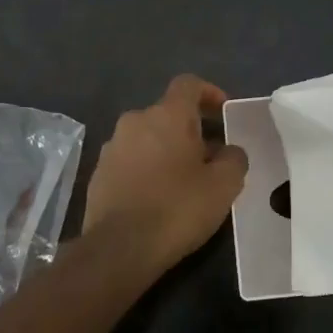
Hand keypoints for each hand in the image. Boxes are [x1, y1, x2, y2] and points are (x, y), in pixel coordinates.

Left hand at [83, 75, 249, 274]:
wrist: (119, 248)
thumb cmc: (177, 208)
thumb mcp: (224, 185)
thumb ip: (234, 158)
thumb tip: (229, 151)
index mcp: (166, 115)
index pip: (188, 84)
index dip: (208, 92)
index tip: (223, 112)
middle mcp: (135, 121)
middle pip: (167, 114)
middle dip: (190, 130)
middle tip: (209, 157)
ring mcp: (112, 147)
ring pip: (147, 138)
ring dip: (166, 151)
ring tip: (184, 181)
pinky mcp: (98, 174)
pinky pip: (130, 161)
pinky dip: (146, 170)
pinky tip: (158, 198)